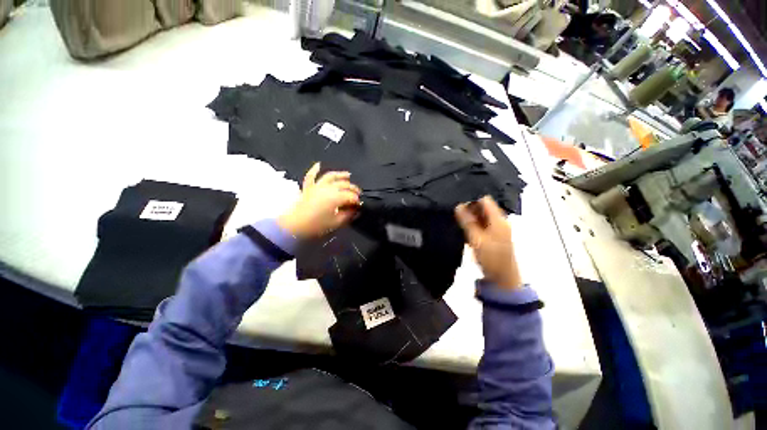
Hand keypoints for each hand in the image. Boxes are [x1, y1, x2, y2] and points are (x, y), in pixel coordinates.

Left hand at [278, 163, 360, 238]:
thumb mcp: (336, 223)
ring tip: (348, 175)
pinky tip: (318, 164)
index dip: (357, 200)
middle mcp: (328, 188)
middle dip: (353, 189)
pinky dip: (314, 170)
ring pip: (330, 177)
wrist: (295, 226)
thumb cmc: (317, 225)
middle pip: (344, 185)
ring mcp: (317, 186)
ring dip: (340, 175)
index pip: (351, 196)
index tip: (360, 205)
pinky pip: (311, 176)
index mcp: (336, 197)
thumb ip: (348, 215)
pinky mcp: (308, 188)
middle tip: (358, 194)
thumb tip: (355, 211)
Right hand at [455, 196, 521, 289]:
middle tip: (455, 213)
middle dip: (469, 209)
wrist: (502, 278)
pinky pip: (482, 226)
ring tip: (457, 219)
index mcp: (499, 220)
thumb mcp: (477, 239)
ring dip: (470, 218)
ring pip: (482, 217)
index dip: (472, 200)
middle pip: (483, 208)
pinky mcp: (493, 237)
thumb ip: (467, 222)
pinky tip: (464, 229)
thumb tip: (458, 206)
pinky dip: (473, 225)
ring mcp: (497, 229)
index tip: (459, 204)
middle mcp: (499, 222)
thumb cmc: (491, 258)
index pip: (485, 200)